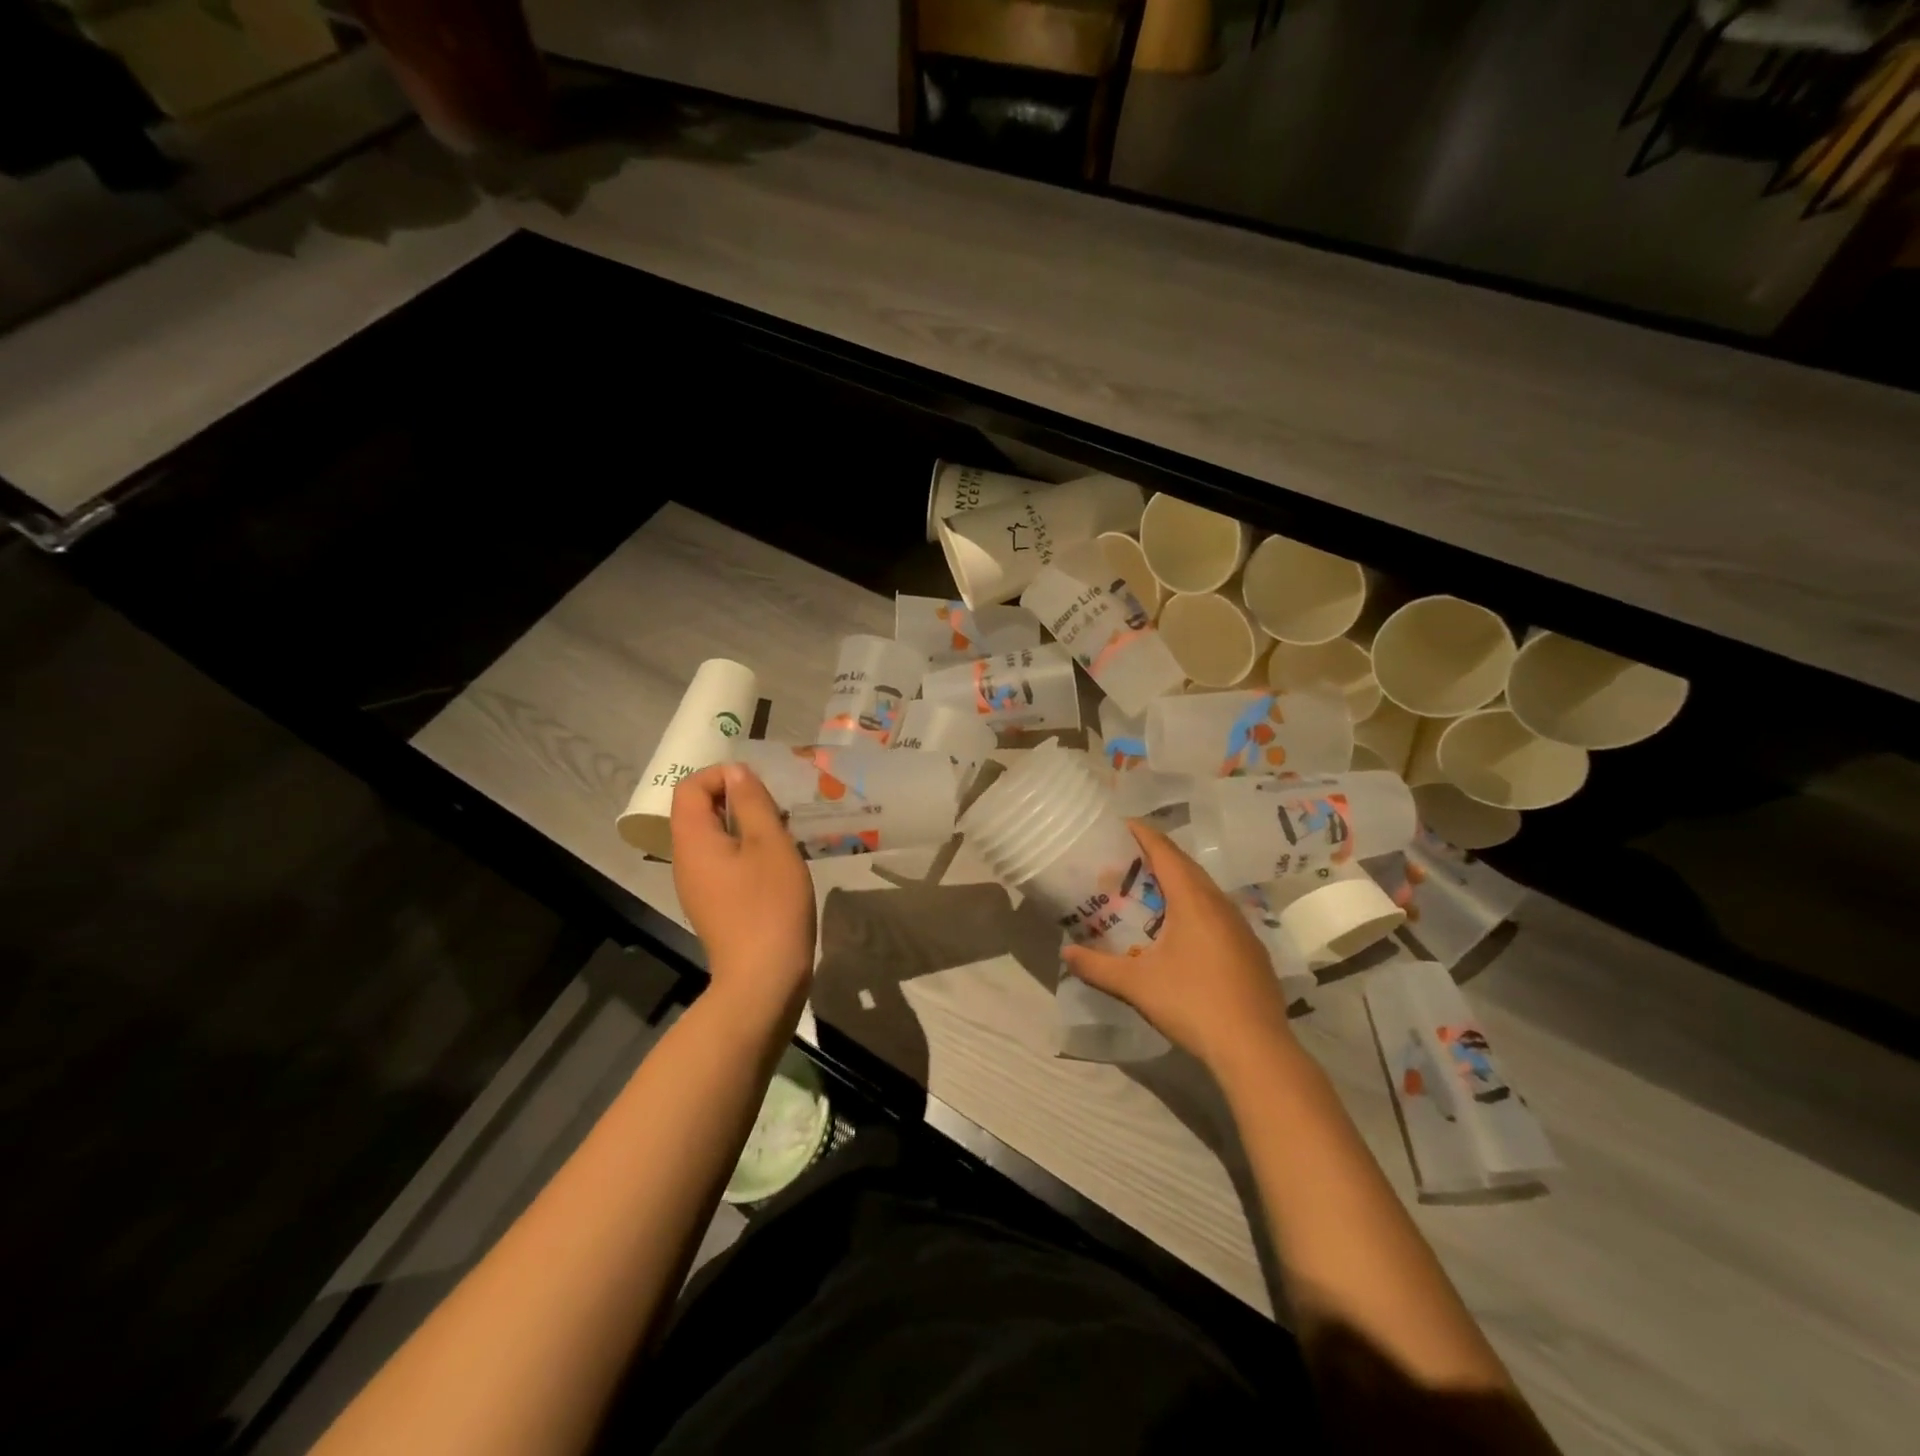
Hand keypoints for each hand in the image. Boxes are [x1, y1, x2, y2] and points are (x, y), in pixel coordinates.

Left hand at [670, 763, 815, 1008]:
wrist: (763, 978)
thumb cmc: (769, 903)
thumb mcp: (769, 843)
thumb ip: (751, 802)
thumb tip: (736, 772)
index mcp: (693, 840)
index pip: (690, 787)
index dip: (721, 775)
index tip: (759, 786)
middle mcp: (685, 860)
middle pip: (698, 812)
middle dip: (736, 799)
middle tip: (776, 807)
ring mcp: (697, 886)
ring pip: (713, 838)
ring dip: (744, 826)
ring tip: (782, 832)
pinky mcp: (714, 905)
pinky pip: (722, 863)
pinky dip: (745, 851)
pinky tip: (776, 863)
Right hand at [1062, 820, 1294, 1074]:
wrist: (1255, 1049)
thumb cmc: (1192, 1004)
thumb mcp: (1136, 985)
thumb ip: (1097, 966)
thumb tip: (1066, 954)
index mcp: (1194, 901)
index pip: (1166, 852)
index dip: (1143, 834)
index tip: (1121, 824)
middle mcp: (1220, 904)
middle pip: (1187, 867)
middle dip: (1157, 857)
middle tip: (1127, 860)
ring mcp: (1241, 927)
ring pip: (1205, 891)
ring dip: (1178, 884)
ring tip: (1150, 892)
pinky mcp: (1251, 950)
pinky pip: (1218, 914)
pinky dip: (1195, 908)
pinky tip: (1182, 933)